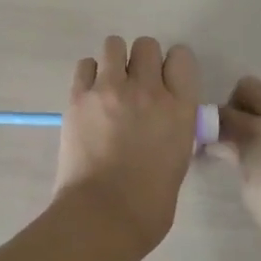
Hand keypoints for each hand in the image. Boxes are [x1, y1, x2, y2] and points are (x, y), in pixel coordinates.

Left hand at [53, 36, 200, 257]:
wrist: (103, 215)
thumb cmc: (150, 203)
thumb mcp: (178, 158)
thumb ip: (173, 126)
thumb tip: (162, 117)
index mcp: (179, 108)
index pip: (182, 57)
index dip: (172, 66)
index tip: (165, 81)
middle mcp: (147, 90)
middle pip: (147, 45)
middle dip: (142, 61)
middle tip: (134, 85)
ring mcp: (110, 89)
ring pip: (114, 45)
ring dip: (114, 61)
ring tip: (109, 85)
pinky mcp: (79, 96)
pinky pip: (85, 64)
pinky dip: (89, 75)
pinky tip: (90, 96)